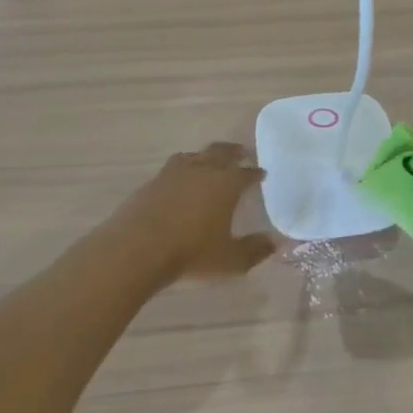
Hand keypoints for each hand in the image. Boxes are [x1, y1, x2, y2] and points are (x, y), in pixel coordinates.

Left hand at [115, 143, 275, 280]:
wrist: (137, 248)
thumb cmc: (191, 252)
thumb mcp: (230, 260)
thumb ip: (255, 250)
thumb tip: (275, 243)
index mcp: (226, 183)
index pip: (246, 173)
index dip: (256, 173)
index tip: (262, 174)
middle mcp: (202, 170)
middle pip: (221, 152)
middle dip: (233, 152)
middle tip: (242, 152)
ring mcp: (174, 173)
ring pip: (195, 155)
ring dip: (206, 155)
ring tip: (210, 160)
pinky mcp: (152, 182)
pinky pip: (173, 167)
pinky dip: (184, 167)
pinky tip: (181, 178)